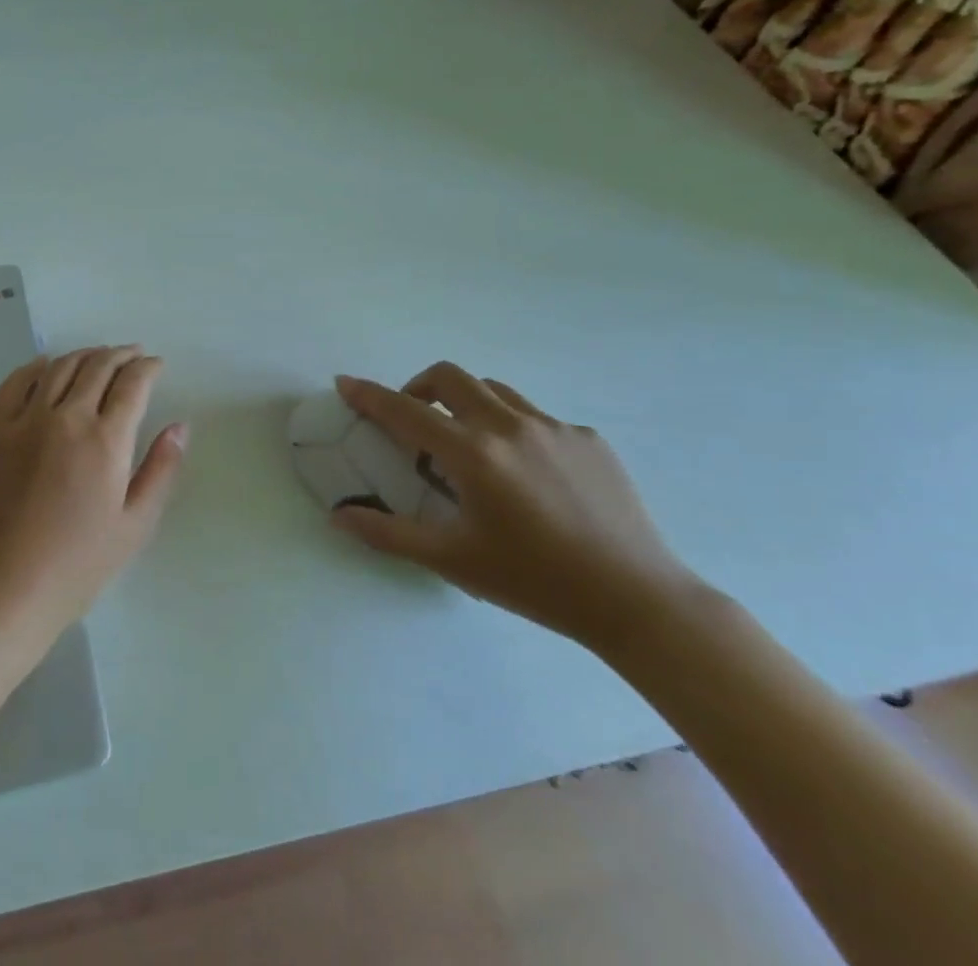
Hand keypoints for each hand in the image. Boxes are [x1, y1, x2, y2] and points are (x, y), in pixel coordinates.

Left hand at [0, 346, 188, 648]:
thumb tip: (180, 426)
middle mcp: (66, 418)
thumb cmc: (76, 567)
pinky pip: (15, 383)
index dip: (148, 368)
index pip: (132, 383)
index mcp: (105, 440)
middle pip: (97, 366)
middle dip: (120, 355)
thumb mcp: (134, 526)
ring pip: (59, 368)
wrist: (1, 590)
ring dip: (84, 355)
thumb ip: (161, 470)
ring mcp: (25, 421)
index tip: (156, 365)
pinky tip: (46, 366)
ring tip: (98, 356)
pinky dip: (35, 367)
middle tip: (133, 355)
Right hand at [330, 363, 698, 654]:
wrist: (638, 601)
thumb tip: (339, 515)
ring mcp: (553, 427)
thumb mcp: (453, 561)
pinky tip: (526, 472)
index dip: (368, 394)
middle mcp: (508, 426)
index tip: (344, 383)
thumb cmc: (535, 583)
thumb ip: (389, 534)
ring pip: (493, 391)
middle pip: (449, 376)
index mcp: (471, 453)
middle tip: (412, 418)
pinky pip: (536, 417)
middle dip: (418, 386)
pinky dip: (513, 429)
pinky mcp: (588, 438)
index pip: (403, 410)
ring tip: (467, 442)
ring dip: (466, 403)